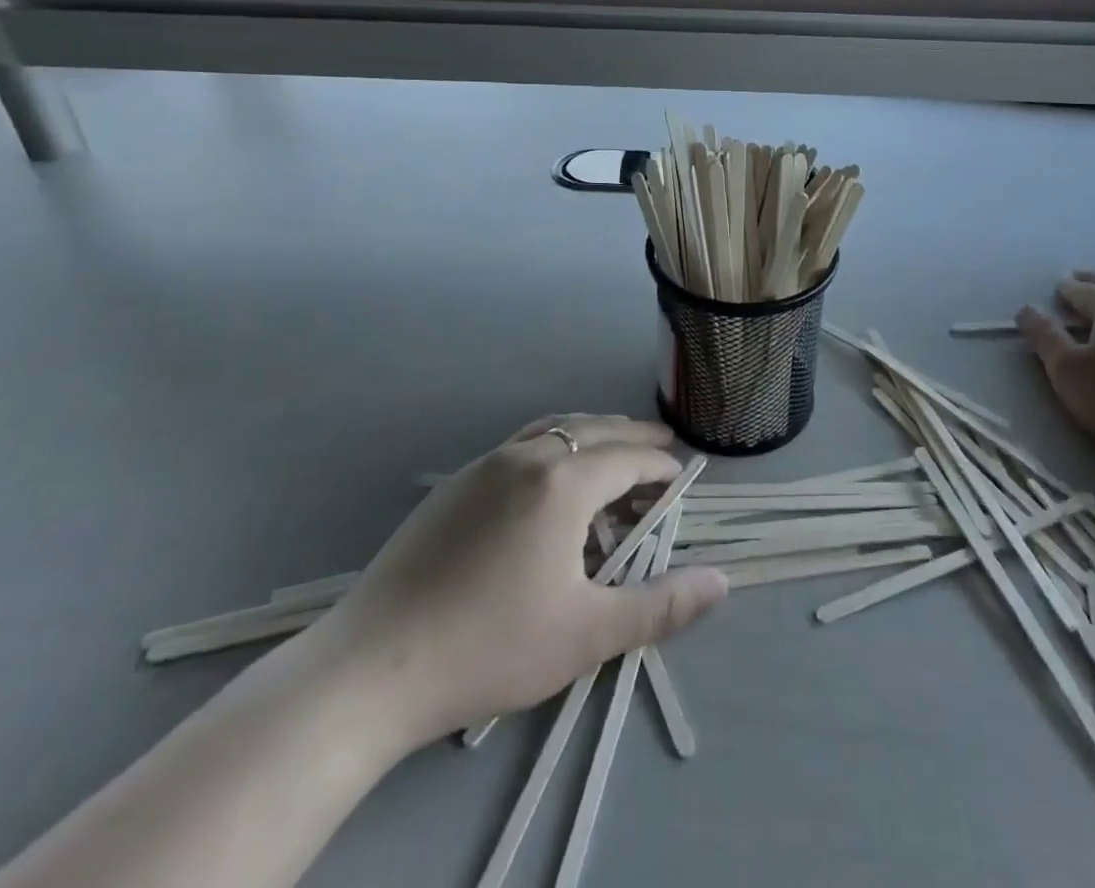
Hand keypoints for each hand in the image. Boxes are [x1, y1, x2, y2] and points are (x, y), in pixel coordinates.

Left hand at [313, 415, 726, 756]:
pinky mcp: (453, 485)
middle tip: (659, 446)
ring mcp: (483, 465)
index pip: (627, 458)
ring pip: (552, 430)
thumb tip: (722, 581)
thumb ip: (661, 606)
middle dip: (631, 436)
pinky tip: (548, 481)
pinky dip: (552, 447)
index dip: (659, 466)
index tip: (680, 477)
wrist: (372, 666)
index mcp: (563, 483)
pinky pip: (518, 446)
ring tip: (611, 452)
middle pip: (592, 429)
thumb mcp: (588, 634)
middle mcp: (526, 457)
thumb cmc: (490, 647)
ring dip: (590, 435)